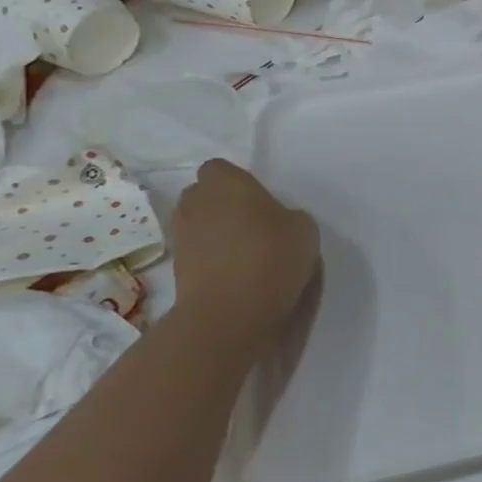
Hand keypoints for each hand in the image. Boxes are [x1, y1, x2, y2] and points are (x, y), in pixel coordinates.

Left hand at [171, 160, 320, 334]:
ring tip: (245, 252)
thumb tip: (274, 223)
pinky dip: (211, 259)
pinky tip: (237, 274)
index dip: (238, 182)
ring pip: (198, 224)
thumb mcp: (303, 228)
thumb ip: (286, 216)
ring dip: (215, 232)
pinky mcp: (177, 269)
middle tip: (252, 223)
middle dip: (221, 205)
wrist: (232, 312)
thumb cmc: (272, 256)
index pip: (220, 169)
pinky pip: (197, 253)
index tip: (259, 200)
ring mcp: (182, 237)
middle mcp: (196, 203)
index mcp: (226, 183)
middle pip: (204, 195)